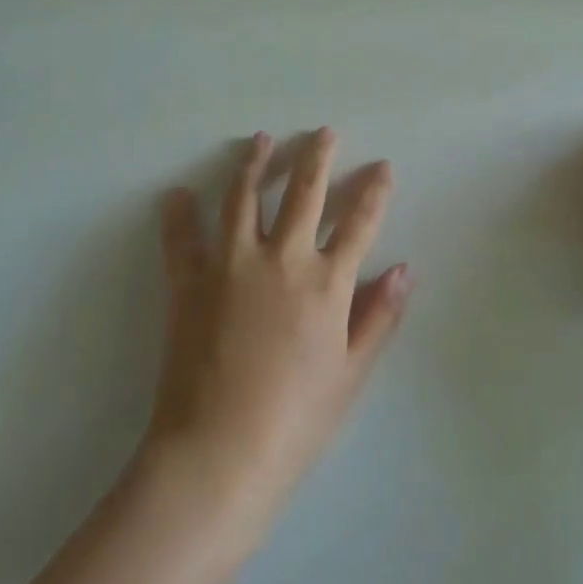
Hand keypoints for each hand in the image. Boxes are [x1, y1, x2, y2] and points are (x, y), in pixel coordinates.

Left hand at [144, 128, 411, 535]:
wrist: (220, 451)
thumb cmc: (296, 419)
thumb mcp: (350, 372)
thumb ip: (378, 316)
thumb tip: (404, 268)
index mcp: (326, 283)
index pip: (359, 222)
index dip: (373, 190)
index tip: (381, 165)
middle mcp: (282, 259)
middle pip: (304, 193)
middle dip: (317, 157)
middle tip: (323, 132)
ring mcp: (231, 265)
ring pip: (244, 198)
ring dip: (255, 164)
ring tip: (261, 140)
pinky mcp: (189, 282)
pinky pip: (182, 239)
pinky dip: (179, 214)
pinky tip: (178, 193)